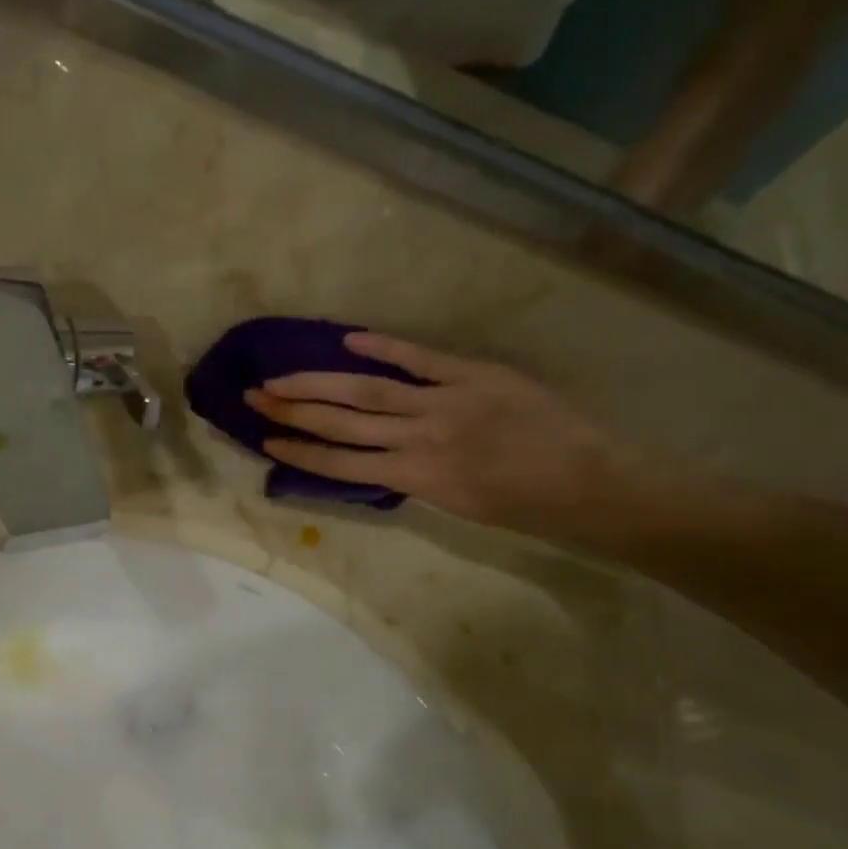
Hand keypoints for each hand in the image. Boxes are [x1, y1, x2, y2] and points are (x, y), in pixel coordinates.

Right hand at [246, 333, 669, 547]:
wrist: (592, 485)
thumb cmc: (525, 508)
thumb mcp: (458, 506)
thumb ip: (414, 479)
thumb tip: (379, 460)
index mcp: (416, 478)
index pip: (342, 464)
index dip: (301, 451)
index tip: (266, 440)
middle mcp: (420, 438)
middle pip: (344, 421)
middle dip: (295, 410)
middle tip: (255, 397)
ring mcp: (446, 402)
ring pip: (369, 389)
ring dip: (319, 382)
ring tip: (282, 376)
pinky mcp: (474, 375)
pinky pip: (420, 358)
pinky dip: (385, 348)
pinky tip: (350, 340)